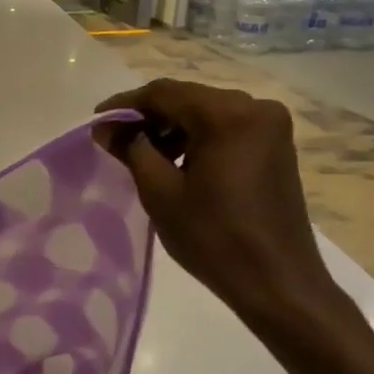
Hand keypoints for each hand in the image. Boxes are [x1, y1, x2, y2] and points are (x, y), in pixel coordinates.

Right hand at [95, 80, 341, 328]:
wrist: (276, 281)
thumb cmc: (213, 238)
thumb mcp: (160, 192)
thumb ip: (132, 150)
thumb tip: (106, 127)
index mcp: (228, 114)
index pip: (165, 93)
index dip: (126, 104)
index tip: (97, 121)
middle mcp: (255, 108)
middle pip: (189, 98)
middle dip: (149, 116)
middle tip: (115, 140)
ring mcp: (270, 127)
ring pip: (207, 113)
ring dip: (172, 128)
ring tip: (141, 154)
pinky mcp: (276, 147)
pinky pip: (227, 128)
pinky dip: (197, 138)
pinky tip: (175, 161)